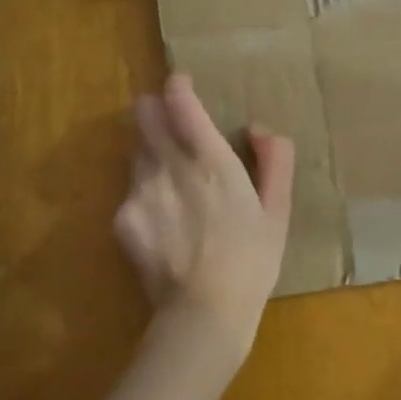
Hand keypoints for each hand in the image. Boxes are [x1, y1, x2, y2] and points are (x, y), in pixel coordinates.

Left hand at [115, 74, 295, 353]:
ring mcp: (140, 191)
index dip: (178, 87)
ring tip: (169, 177)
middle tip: (170, 125)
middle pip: (143, 115)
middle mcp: (168, 165)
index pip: (179, 100)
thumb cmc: (252, 260)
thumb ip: (275, 160)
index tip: (182, 86)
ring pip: (135, 149)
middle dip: (154, 111)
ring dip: (149, 150)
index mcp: (210, 159)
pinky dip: (143, 190)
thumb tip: (258, 129)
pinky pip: (129, 188)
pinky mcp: (122, 218)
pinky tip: (161, 218)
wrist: (204, 312)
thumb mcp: (278, 210)